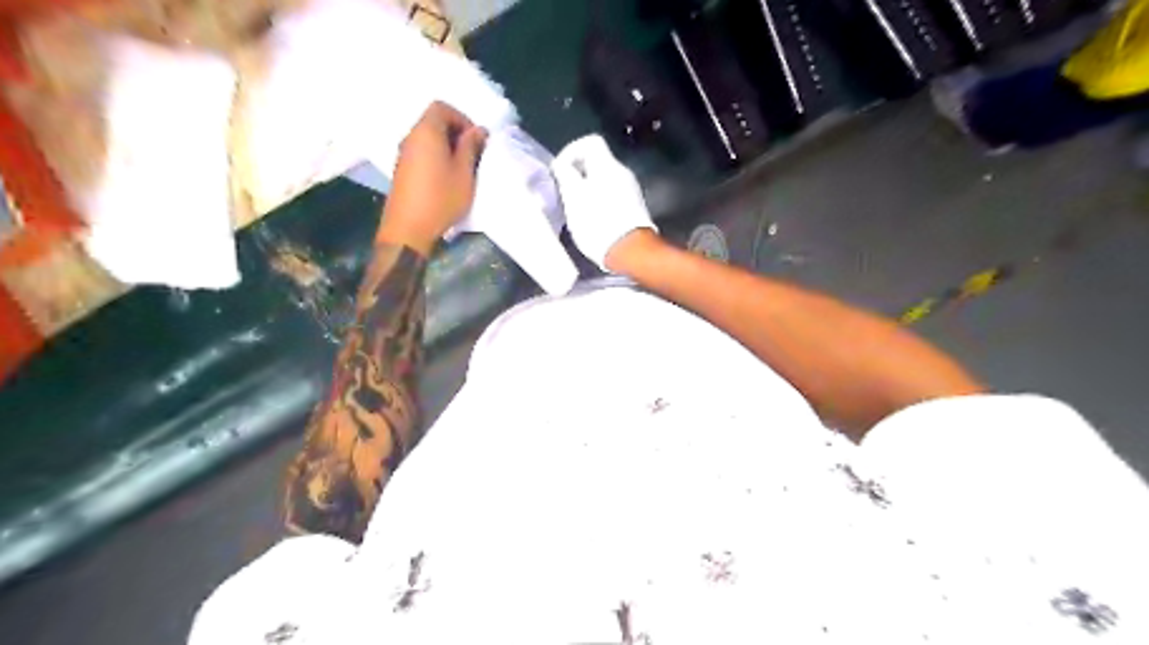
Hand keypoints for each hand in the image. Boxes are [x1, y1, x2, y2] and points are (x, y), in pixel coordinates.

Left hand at [377, 101, 485, 253]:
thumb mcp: (464, 173)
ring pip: (428, 139)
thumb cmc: (440, 198)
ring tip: (463, 168)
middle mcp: (410, 137)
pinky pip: (421, 153)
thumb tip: (478, 130)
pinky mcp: (402, 171)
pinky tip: (447, 179)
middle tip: (473, 154)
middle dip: (456, 133)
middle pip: (433, 121)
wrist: (408, 229)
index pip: (442, 107)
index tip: (476, 140)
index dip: (462, 118)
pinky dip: (436, 158)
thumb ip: (471, 147)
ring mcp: (403, 154)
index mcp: (426, 132)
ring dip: (447, 147)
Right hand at [555, 133, 659, 269]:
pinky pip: (613, 194)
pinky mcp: (634, 207)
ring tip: (576, 208)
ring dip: (588, 188)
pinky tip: (592, 218)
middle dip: (579, 173)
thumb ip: (566, 175)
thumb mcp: (573, 198)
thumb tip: (562, 164)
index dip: (572, 151)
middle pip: (598, 161)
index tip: (560, 170)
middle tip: (565, 191)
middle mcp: (623, 172)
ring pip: (605, 179)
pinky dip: (599, 200)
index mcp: (607, 165)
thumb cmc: (597, 222)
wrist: (629, 251)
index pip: (591, 142)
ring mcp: (631, 190)